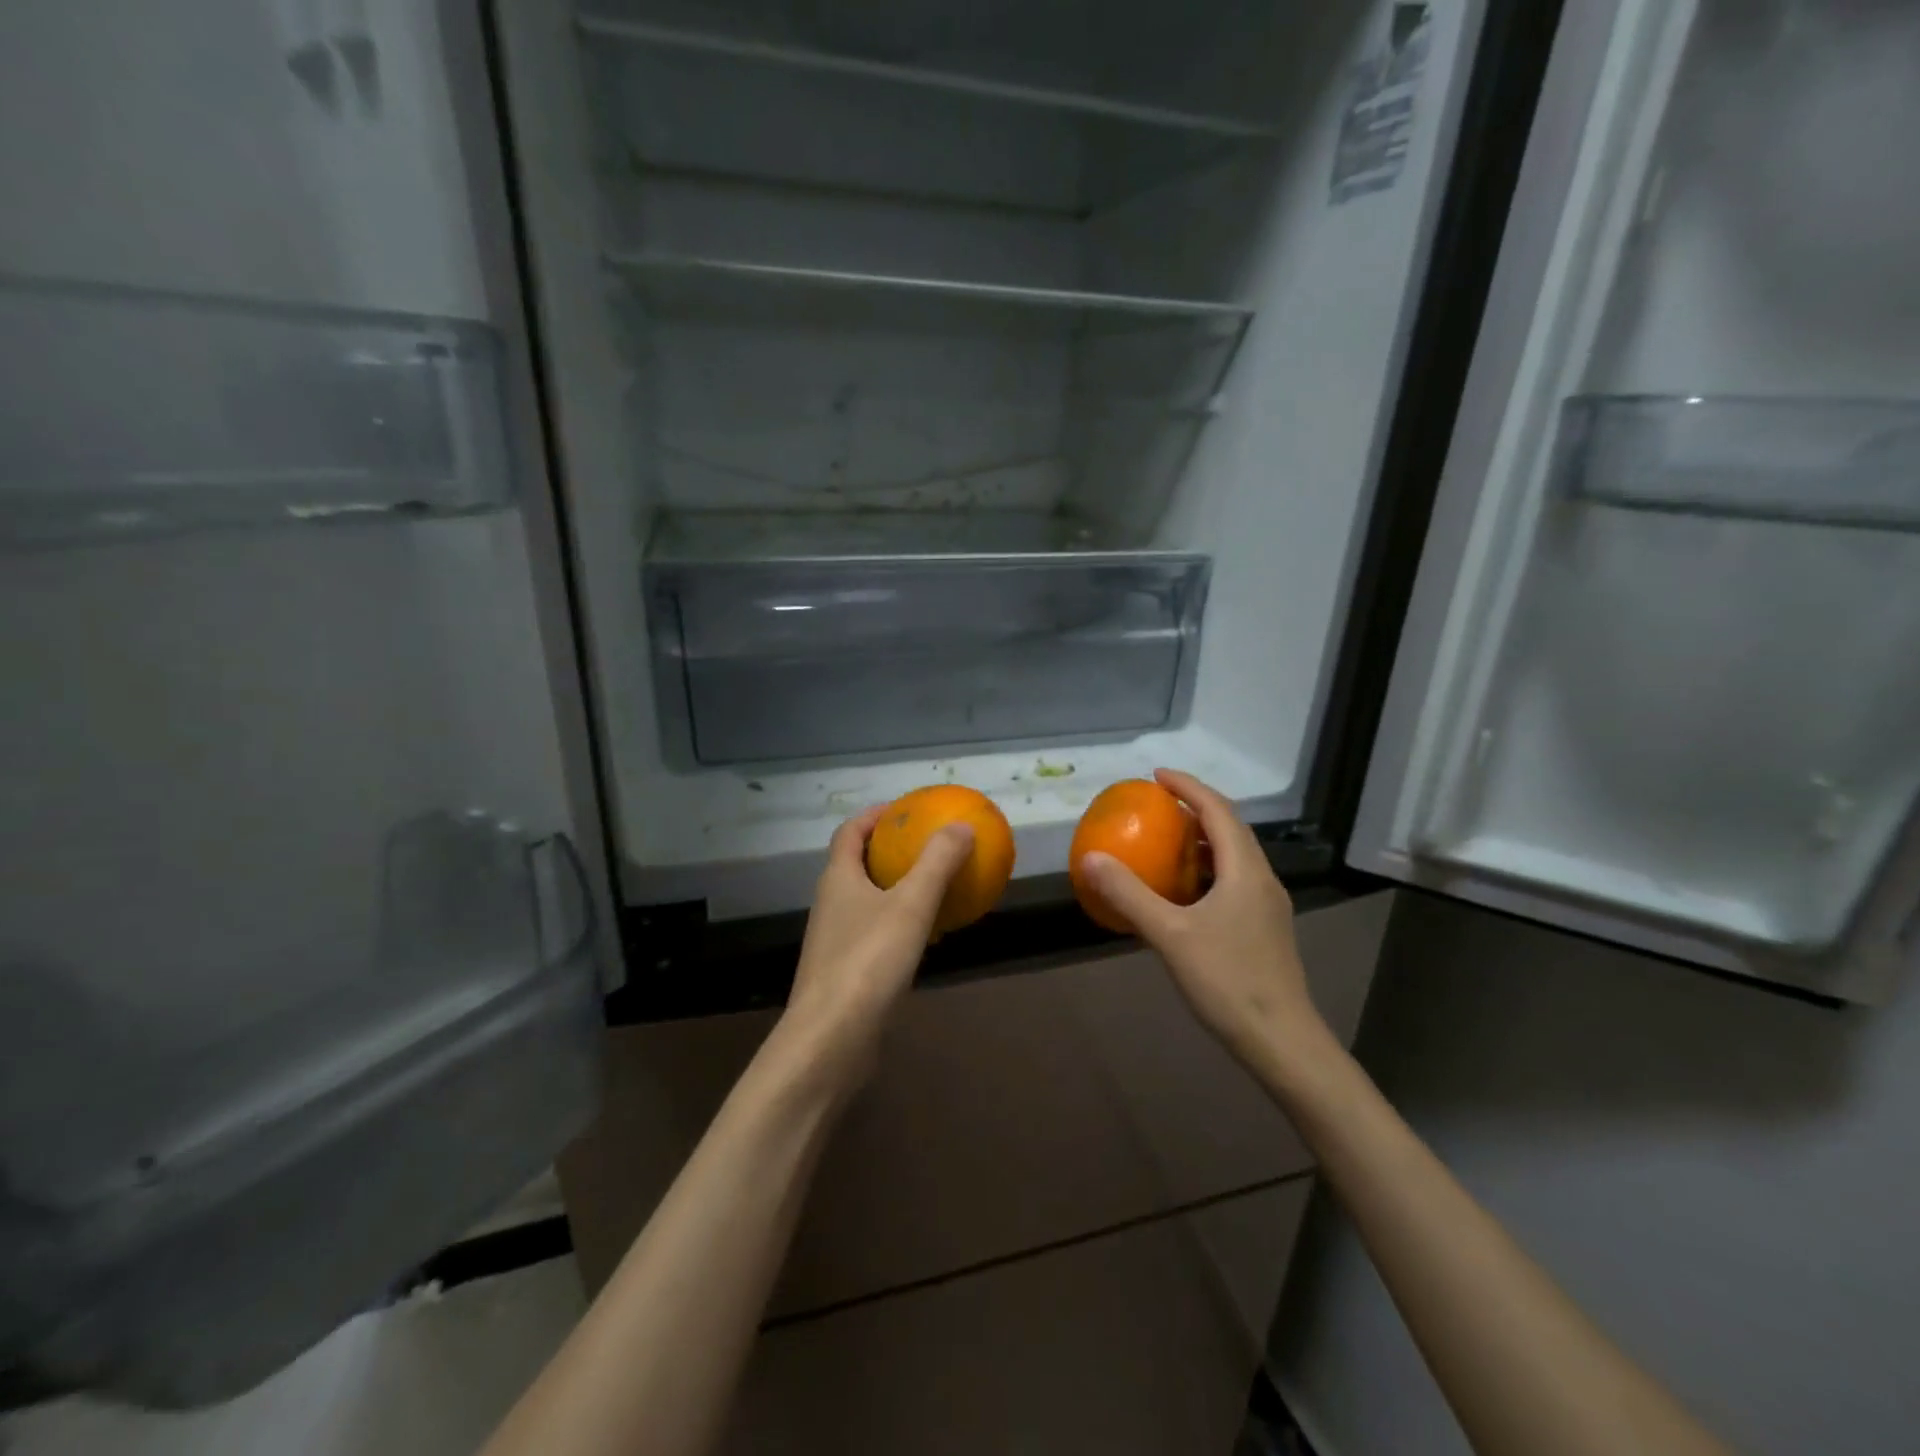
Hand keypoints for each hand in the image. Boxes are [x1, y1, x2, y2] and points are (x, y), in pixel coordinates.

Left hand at [778, 805, 974, 1086]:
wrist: (832, 1040)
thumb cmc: (868, 962)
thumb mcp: (910, 905)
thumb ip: (937, 863)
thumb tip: (961, 825)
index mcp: (838, 879)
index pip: (850, 832)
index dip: (875, 816)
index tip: (906, 810)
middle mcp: (831, 904)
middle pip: (858, 864)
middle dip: (891, 851)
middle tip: (929, 846)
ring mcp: (837, 940)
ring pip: (869, 901)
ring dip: (898, 889)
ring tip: (936, 886)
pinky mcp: (847, 972)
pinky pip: (877, 933)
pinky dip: (901, 924)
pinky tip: (929, 937)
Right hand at [1078, 769, 1329, 1072]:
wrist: (1282, 1041)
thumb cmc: (1228, 981)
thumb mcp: (1170, 935)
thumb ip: (1130, 894)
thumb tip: (1090, 857)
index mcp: (1245, 871)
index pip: (1218, 811)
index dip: (1188, 787)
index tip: (1157, 776)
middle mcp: (1261, 879)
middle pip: (1231, 829)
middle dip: (1196, 809)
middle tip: (1159, 805)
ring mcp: (1267, 906)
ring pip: (1235, 857)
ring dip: (1203, 840)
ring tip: (1168, 841)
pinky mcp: (1265, 929)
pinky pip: (1234, 881)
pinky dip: (1207, 870)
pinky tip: (1184, 892)